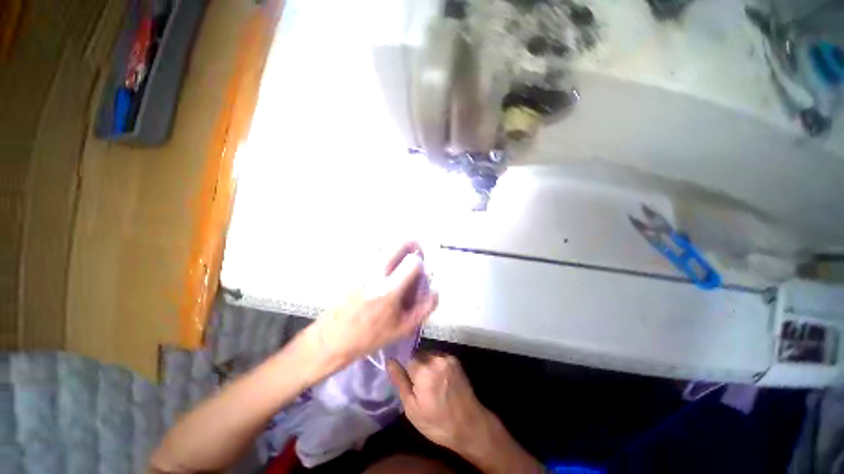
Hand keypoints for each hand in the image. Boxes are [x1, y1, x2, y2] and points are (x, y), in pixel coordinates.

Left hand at [311, 241, 438, 367]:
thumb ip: (424, 307)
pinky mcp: (353, 267)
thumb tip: (435, 288)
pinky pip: (373, 250)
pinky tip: (384, 266)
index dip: (421, 262)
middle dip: (413, 244)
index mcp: (389, 289)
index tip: (420, 269)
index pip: (413, 261)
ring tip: (400, 260)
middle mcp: (375, 272)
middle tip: (415, 254)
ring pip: (386, 243)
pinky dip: (384, 251)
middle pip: (399, 242)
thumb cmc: (370, 336)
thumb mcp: (403, 328)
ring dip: (398, 247)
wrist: (333, 337)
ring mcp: (362, 267)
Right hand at [387, 353, 492, 456]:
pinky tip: (438, 379)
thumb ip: (400, 382)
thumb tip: (389, 361)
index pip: (405, 357)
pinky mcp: (455, 359)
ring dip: (424, 364)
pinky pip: (438, 356)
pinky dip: (435, 364)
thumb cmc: (437, 423)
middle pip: (417, 354)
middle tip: (416, 384)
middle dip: (414, 366)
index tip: (405, 378)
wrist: (470, 426)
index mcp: (424, 370)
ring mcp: (447, 357)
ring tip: (427, 382)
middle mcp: (436, 358)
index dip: (403, 367)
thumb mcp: (412, 409)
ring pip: (428, 354)